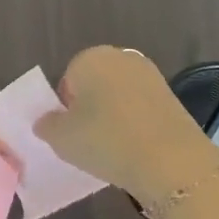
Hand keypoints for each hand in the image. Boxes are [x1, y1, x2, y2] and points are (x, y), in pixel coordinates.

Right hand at [35, 46, 218, 207]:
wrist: (171, 161)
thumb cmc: (106, 141)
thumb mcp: (61, 138)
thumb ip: (47, 125)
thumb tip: (46, 121)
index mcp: (89, 58)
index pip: (67, 79)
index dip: (66, 108)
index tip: (71, 132)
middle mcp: (120, 58)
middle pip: (95, 84)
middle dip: (91, 107)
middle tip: (90, 139)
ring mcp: (150, 75)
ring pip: (119, 96)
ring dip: (114, 115)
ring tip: (114, 148)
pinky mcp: (173, 97)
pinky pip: (141, 108)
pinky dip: (136, 123)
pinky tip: (136, 148)